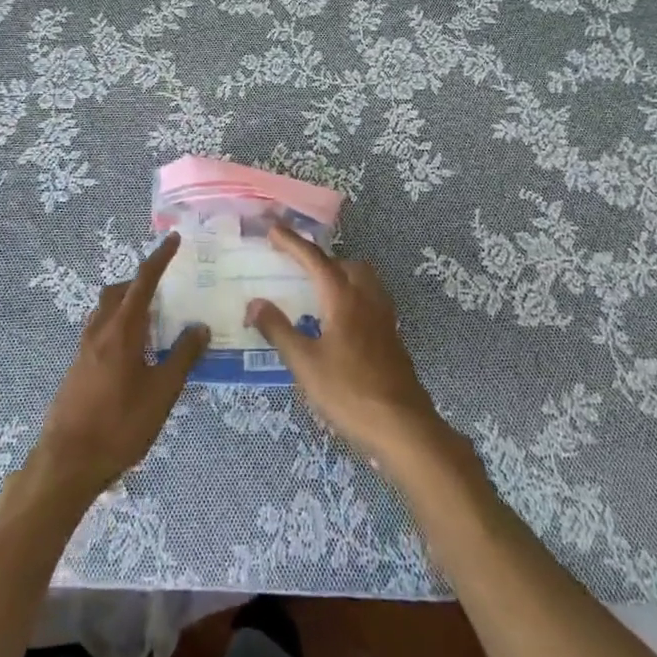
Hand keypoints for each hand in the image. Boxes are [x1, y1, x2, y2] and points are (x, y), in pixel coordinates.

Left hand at [28, 233, 208, 500]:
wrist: (68, 462)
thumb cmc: (120, 424)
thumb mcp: (162, 393)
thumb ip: (182, 357)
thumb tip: (200, 326)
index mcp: (122, 329)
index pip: (143, 282)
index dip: (159, 258)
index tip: (173, 239)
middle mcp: (100, 330)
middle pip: (119, 292)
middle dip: (140, 282)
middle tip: (165, 291)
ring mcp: (84, 349)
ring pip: (106, 310)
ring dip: (127, 304)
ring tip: (152, 322)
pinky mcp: (78, 367)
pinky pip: (100, 330)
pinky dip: (118, 326)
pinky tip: (133, 354)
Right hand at [245, 226, 445, 471]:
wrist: (402, 427)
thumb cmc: (349, 392)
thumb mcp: (304, 363)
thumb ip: (278, 330)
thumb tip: (254, 303)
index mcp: (343, 297)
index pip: (314, 259)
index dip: (292, 242)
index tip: (273, 229)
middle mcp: (366, 298)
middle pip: (344, 264)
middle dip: (321, 259)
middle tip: (297, 268)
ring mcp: (383, 317)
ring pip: (363, 279)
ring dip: (340, 275)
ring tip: (318, 291)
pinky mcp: (391, 336)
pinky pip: (370, 299)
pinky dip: (352, 296)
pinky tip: (339, 322)